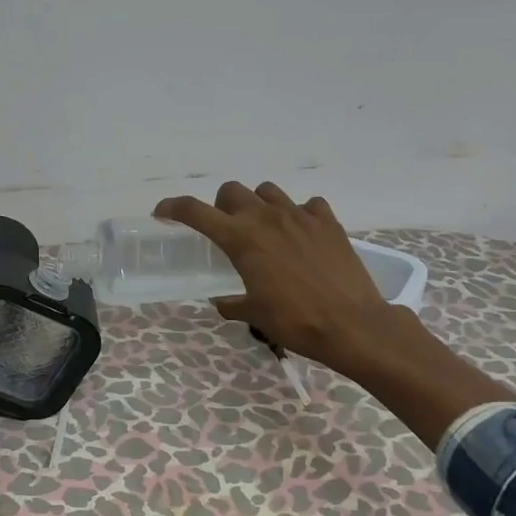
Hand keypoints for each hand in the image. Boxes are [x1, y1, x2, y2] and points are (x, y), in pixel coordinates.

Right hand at [157, 180, 515, 444]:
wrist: (352, 325)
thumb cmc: (295, 322)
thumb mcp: (254, 315)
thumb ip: (232, 302)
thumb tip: (223, 301)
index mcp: (241, 239)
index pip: (195, 211)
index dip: (173, 208)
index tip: (162, 213)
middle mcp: (266, 217)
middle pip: (231, 191)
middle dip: (221, 206)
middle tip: (225, 230)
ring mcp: (300, 215)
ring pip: (267, 191)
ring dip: (257, 204)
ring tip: (263, 229)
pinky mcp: (327, 221)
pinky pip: (307, 205)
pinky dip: (298, 214)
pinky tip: (301, 235)